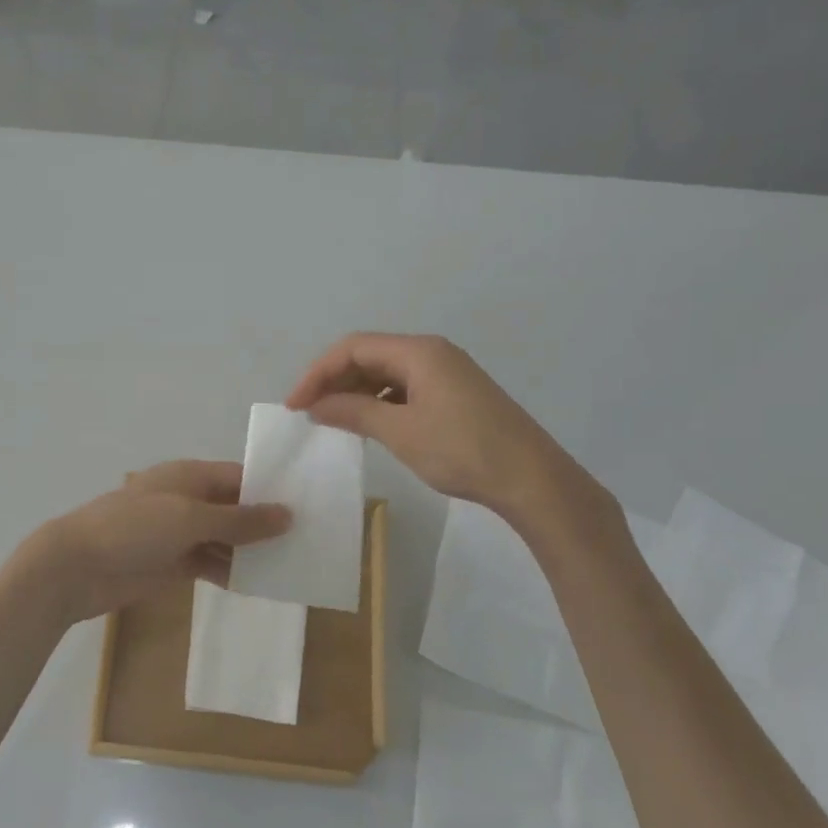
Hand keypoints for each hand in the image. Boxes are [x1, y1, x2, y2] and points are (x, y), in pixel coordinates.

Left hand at [20, 461, 291, 625]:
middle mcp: (187, 500)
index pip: (240, 476)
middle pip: (235, 509)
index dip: (272, 490)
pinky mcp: (172, 564)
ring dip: (252, 552)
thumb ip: (239, 519)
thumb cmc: (134, 529)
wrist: (77, 567)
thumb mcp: (190, 518)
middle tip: (311, 540)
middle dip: (266, 524)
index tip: (311, 505)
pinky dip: (231, 573)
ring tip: (294, 565)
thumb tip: (287, 514)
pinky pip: (210, 564)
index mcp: (190, 476)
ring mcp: (179, 534)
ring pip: (225, 539)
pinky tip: (259, 585)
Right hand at [285, 332, 600, 526]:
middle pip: (369, 355)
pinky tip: (369, 424)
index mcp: (418, 352)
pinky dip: (379, 402)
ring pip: (386, 373)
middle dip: (334, 380)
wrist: (532, 479)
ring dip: (355, 392)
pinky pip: (405, 388)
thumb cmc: (462, 450)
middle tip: (309, 413)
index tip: (295, 404)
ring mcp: (447, 373)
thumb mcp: (400, 432)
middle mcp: (432, 353)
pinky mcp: (455, 394)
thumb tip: (316, 405)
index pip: (353, 348)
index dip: (317, 372)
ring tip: (333, 420)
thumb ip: (353, 412)